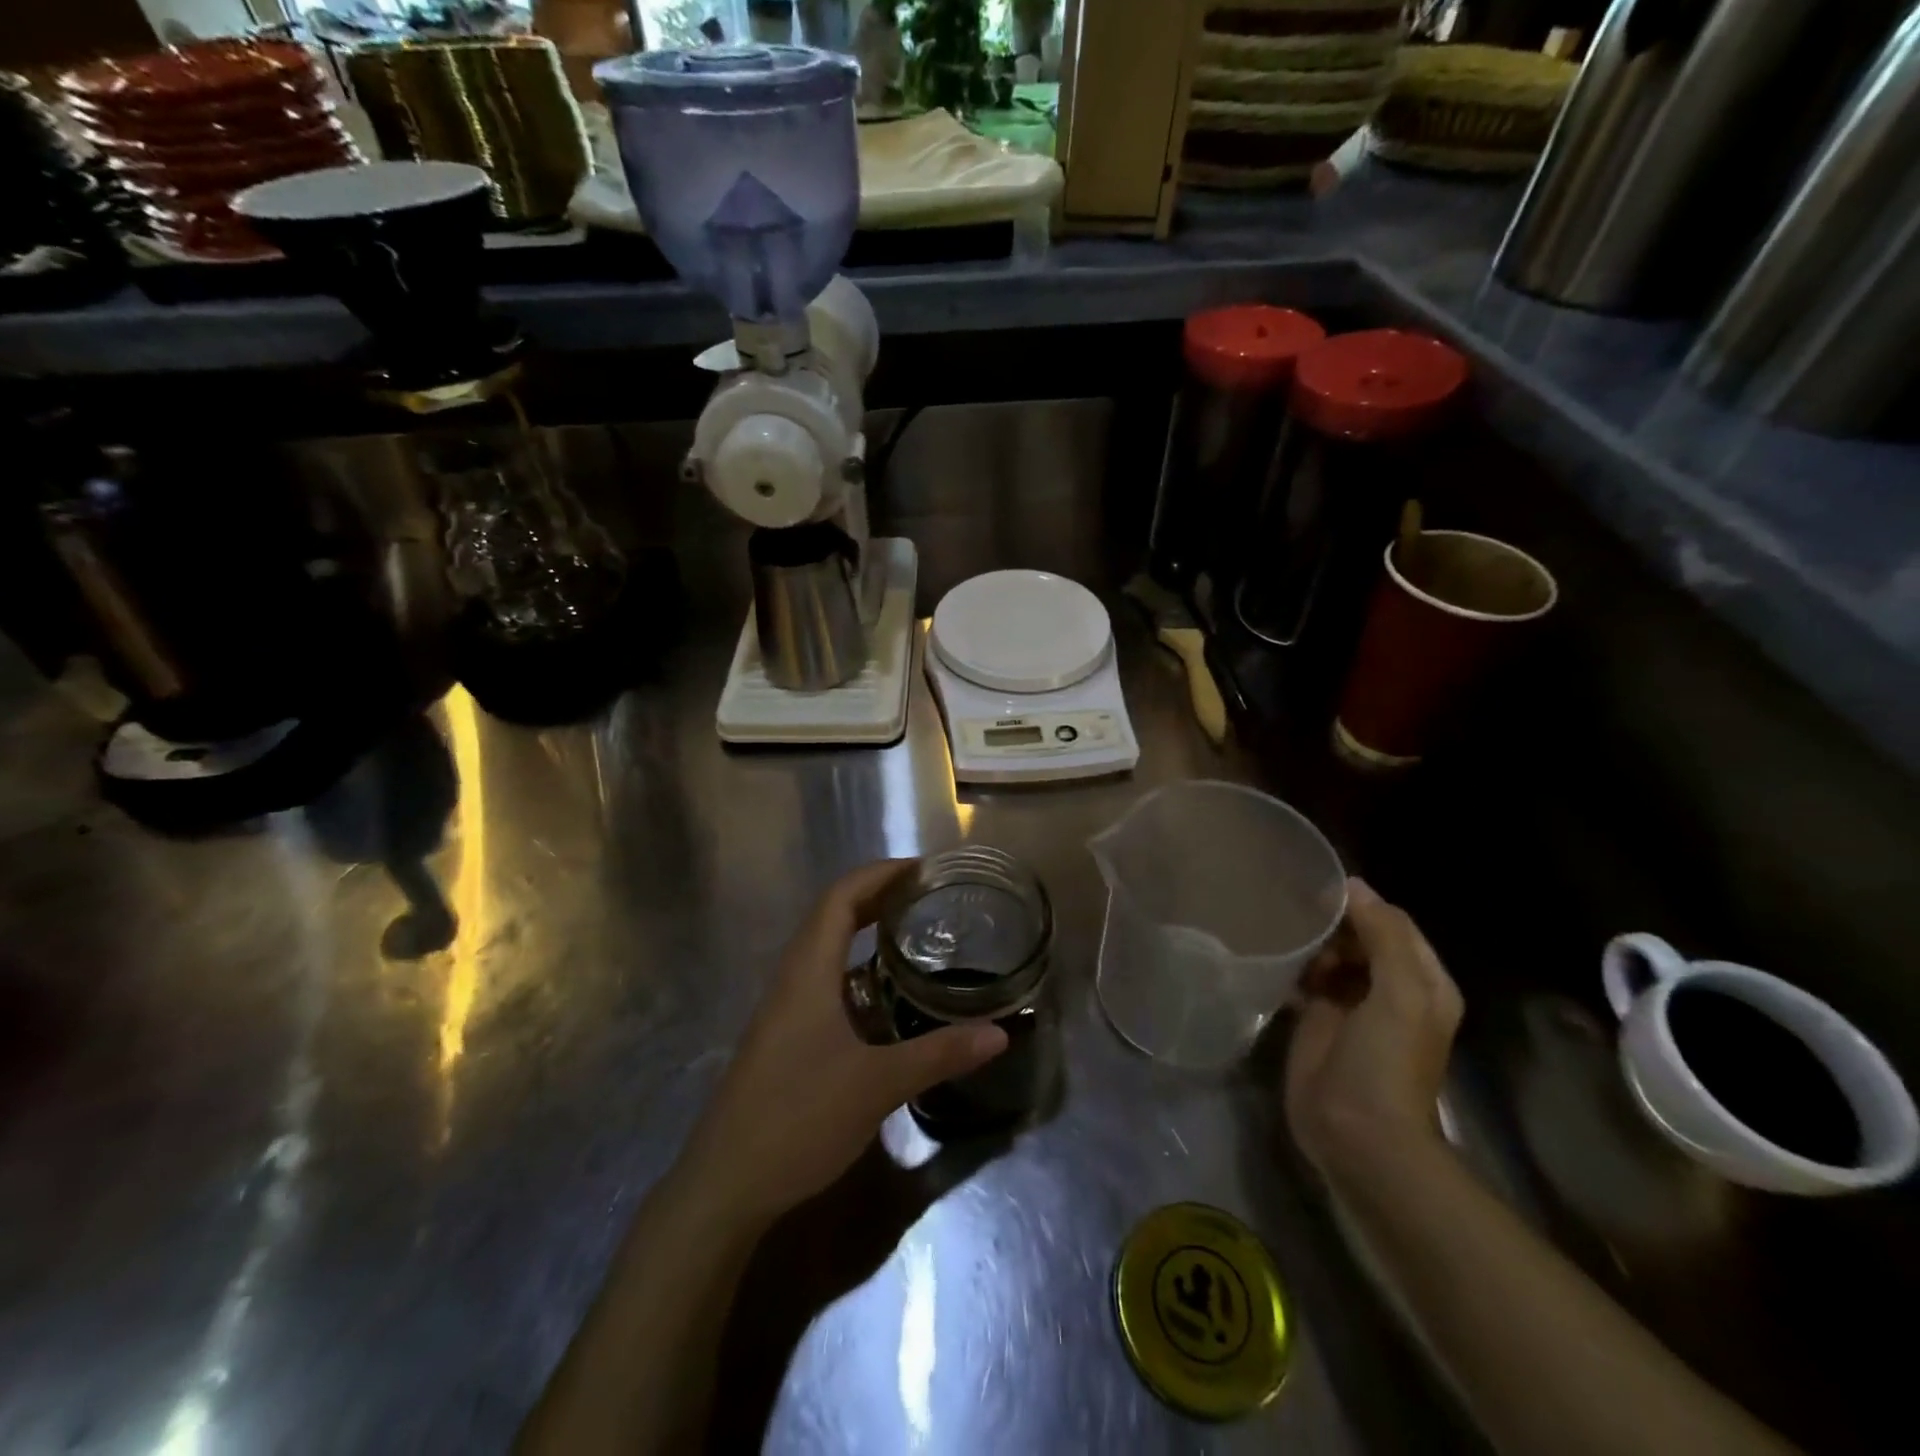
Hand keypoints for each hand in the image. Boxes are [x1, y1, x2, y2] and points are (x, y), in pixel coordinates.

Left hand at [676, 860, 1008, 1229]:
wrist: (724, 1187)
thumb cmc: (797, 1119)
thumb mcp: (876, 1086)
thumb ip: (938, 1055)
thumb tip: (999, 1033)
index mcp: (808, 973)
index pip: (840, 898)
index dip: (879, 874)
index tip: (923, 870)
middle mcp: (792, 981)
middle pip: (832, 916)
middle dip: (878, 897)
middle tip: (927, 897)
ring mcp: (784, 1012)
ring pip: (826, 951)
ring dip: (865, 933)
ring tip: (913, 936)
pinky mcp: (784, 1040)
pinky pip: (824, 984)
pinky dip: (857, 971)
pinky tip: (885, 1000)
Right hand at [1285, 878, 1462, 1181]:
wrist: (1357, 1135)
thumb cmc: (1385, 1063)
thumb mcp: (1400, 995)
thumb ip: (1384, 937)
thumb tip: (1354, 886)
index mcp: (1422, 981)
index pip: (1393, 923)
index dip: (1362, 904)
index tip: (1319, 889)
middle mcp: (1391, 988)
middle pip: (1360, 936)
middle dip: (1332, 922)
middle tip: (1296, 912)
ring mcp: (1352, 1005)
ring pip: (1331, 954)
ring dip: (1311, 943)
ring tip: (1284, 934)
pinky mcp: (1317, 1020)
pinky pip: (1306, 978)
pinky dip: (1294, 966)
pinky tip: (1275, 961)